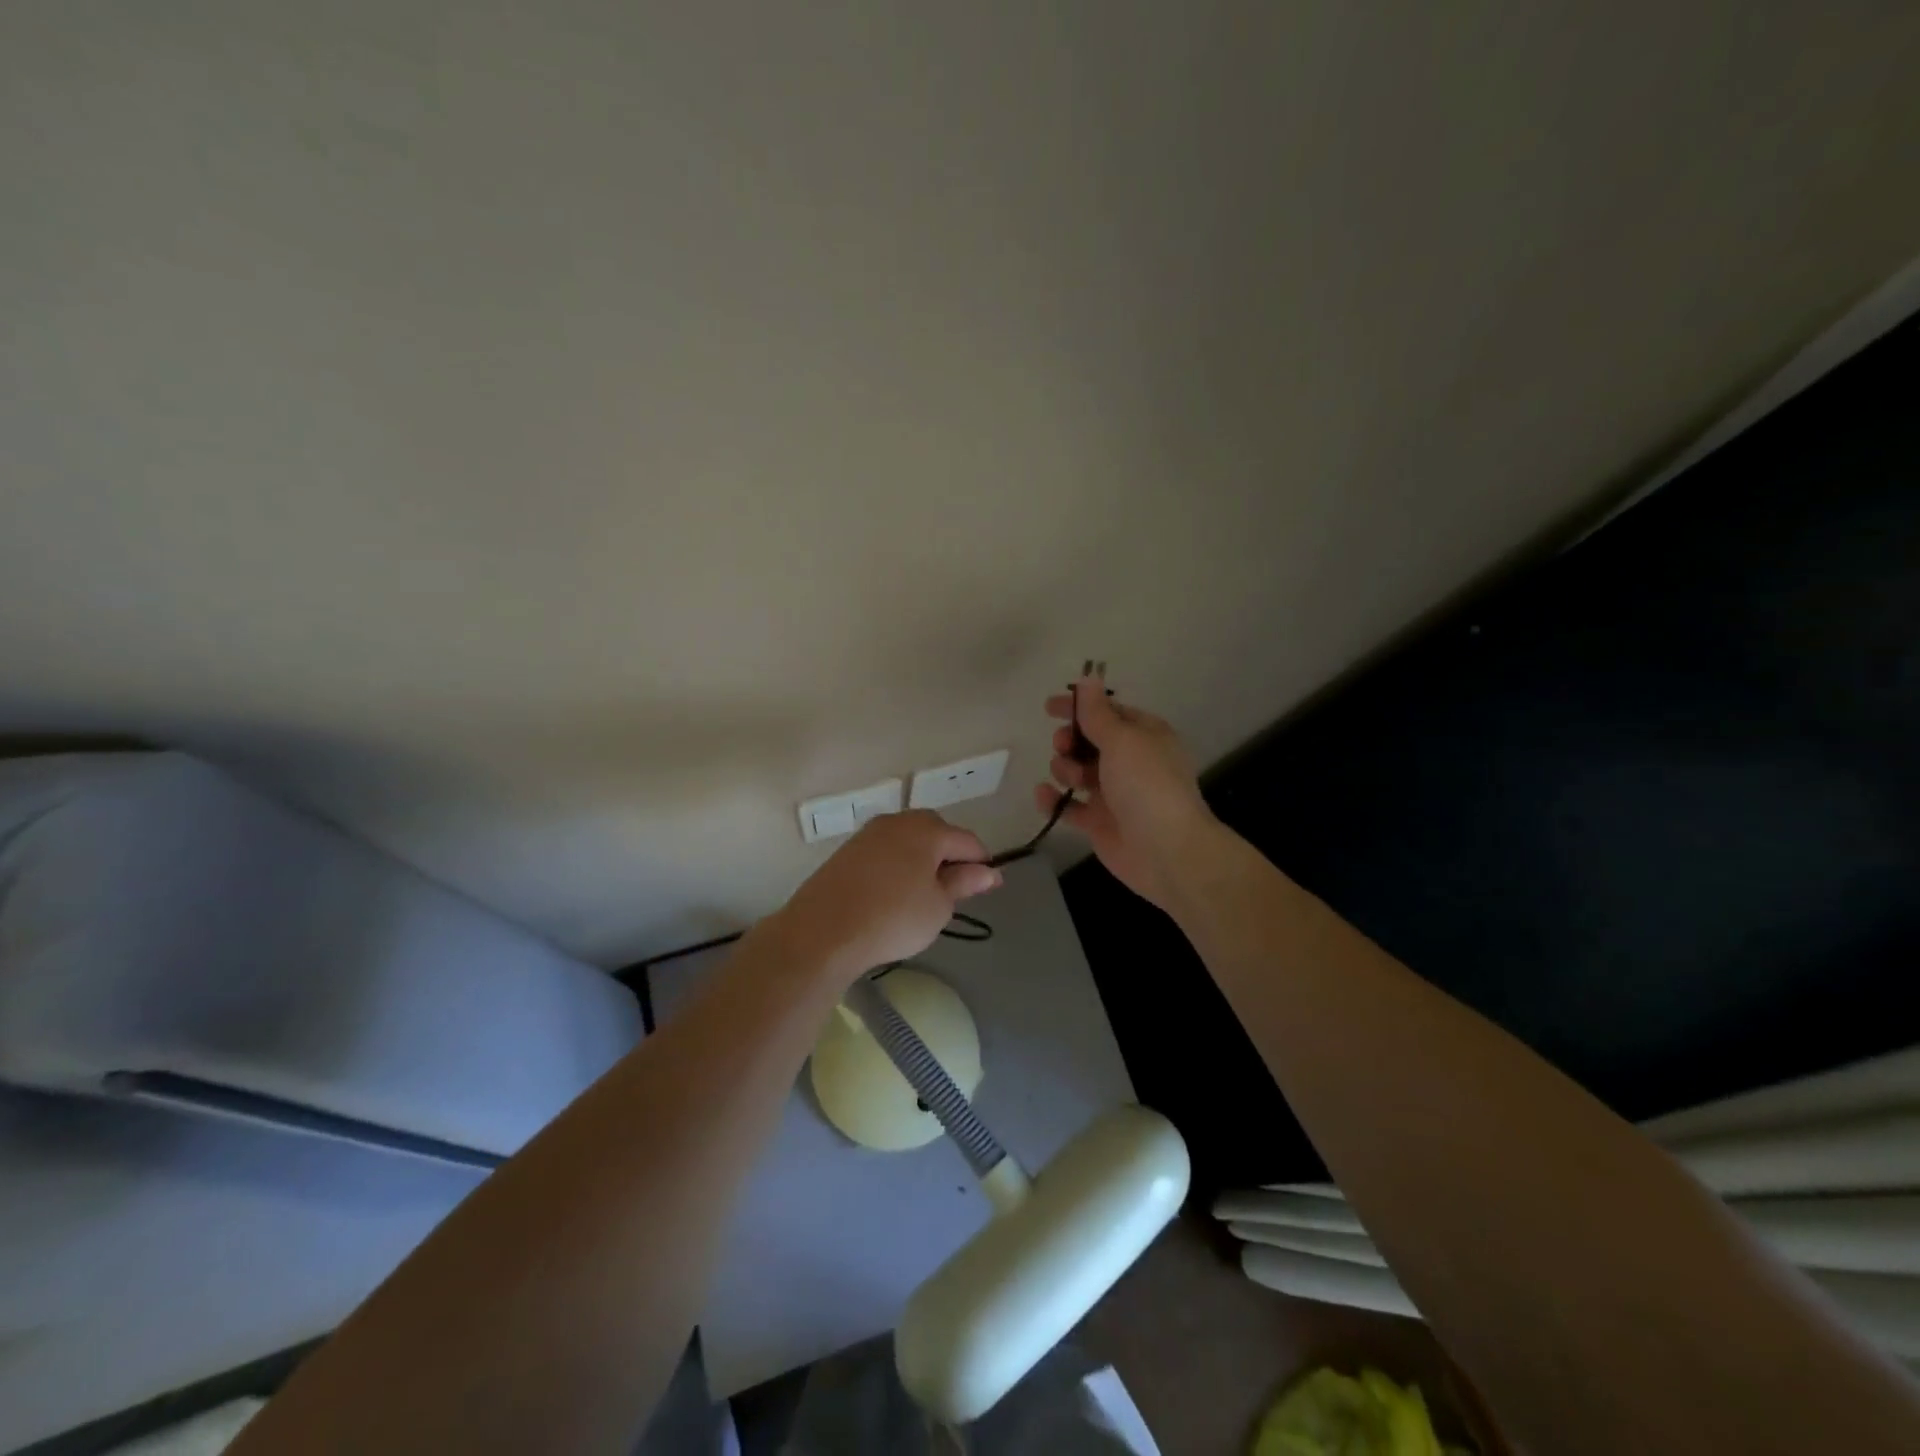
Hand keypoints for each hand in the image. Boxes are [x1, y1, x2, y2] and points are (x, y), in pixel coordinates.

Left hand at [767, 810, 1000, 983]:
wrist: (823, 931)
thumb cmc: (893, 918)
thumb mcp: (938, 906)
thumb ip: (964, 883)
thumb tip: (988, 871)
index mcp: (928, 830)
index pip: (967, 841)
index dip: (982, 863)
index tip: (989, 888)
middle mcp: (898, 821)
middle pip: (936, 832)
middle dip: (950, 855)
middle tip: (953, 890)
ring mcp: (869, 833)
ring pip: (908, 840)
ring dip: (921, 859)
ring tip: (923, 893)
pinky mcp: (848, 850)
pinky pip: (885, 851)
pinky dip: (896, 865)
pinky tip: (893, 892)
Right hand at [1035, 677, 1218, 911]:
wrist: (1167, 851)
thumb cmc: (1147, 785)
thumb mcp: (1122, 740)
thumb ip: (1098, 712)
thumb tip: (1088, 677)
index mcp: (1145, 736)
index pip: (1109, 713)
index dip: (1079, 708)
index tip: (1050, 707)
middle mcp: (1130, 762)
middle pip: (1089, 742)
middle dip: (1070, 741)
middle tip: (1064, 746)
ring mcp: (1115, 794)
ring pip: (1078, 772)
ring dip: (1065, 769)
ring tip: (1070, 778)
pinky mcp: (1100, 823)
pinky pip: (1070, 806)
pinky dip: (1055, 800)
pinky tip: (1043, 795)